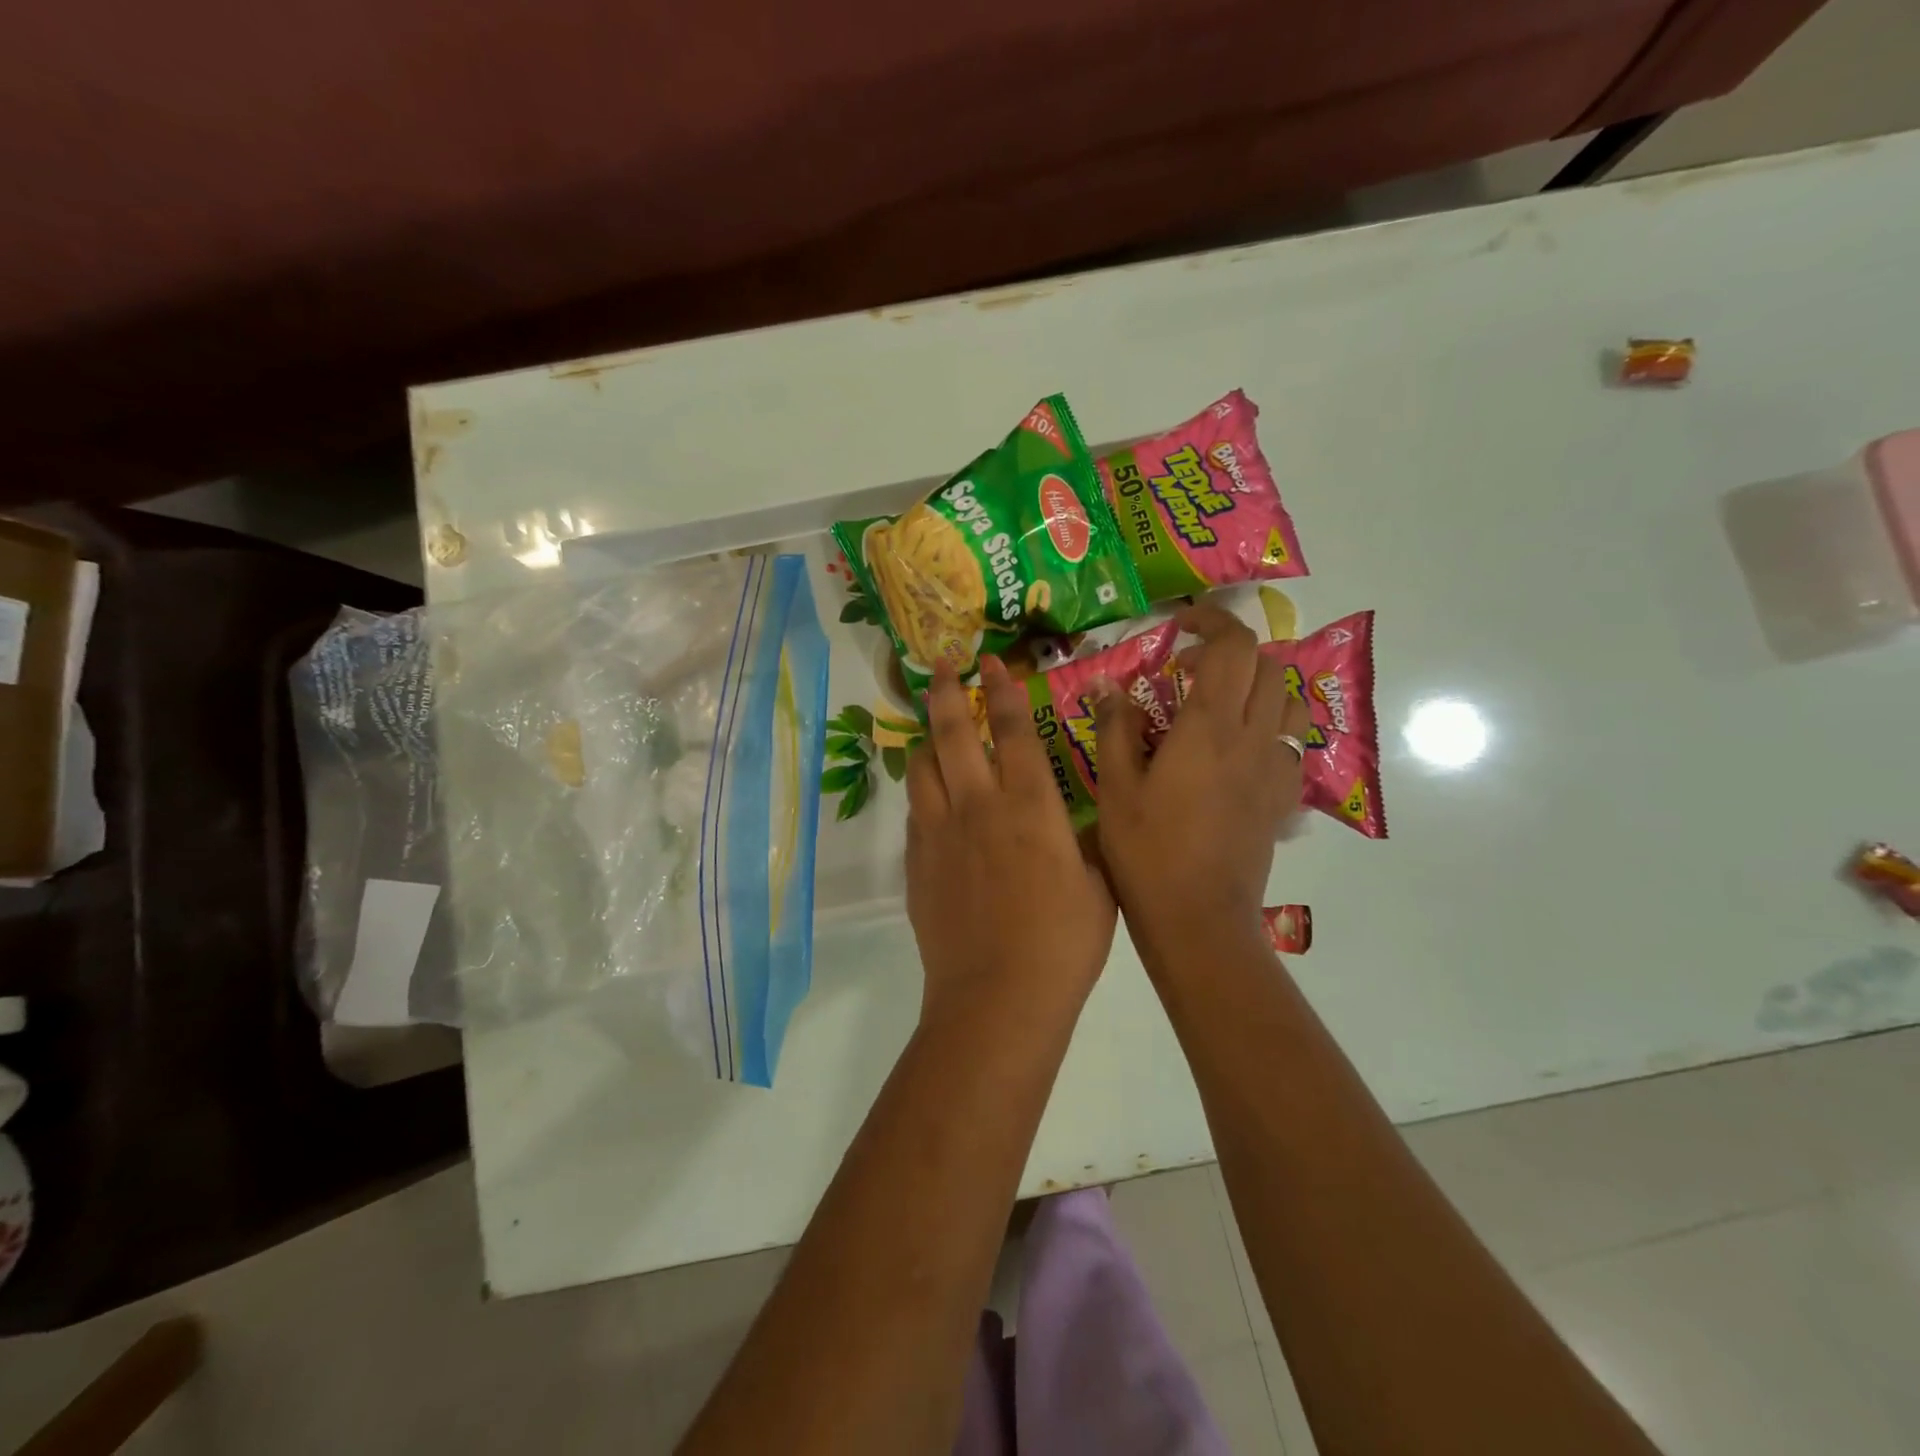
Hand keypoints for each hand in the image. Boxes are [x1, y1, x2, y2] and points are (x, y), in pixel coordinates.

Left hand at [905, 657, 1115, 1026]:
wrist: (998, 995)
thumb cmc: (1062, 942)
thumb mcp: (1096, 885)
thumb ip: (1082, 844)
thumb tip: (1074, 824)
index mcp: (1030, 806)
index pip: (1014, 730)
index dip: (1003, 690)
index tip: (991, 662)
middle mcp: (979, 806)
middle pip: (954, 733)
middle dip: (947, 692)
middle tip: (941, 666)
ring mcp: (940, 833)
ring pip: (922, 767)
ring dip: (927, 740)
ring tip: (932, 730)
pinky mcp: (917, 863)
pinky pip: (915, 812)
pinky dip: (923, 793)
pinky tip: (931, 798)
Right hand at [1093, 604, 1311, 964]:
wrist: (1198, 920)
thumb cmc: (1147, 852)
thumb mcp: (1115, 788)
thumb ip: (1114, 728)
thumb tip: (1106, 685)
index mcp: (1209, 728)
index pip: (1231, 647)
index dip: (1211, 620)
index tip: (1180, 625)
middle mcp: (1252, 738)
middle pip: (1268, 665)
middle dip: (1234, 651)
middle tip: (1191, 669)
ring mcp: (1274, 770)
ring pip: (1289, 700)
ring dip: (1260, 685)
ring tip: (1220, 703)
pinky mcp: (1282, 799)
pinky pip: (1289, 742)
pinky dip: (1268, 727)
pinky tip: (1235, 752)